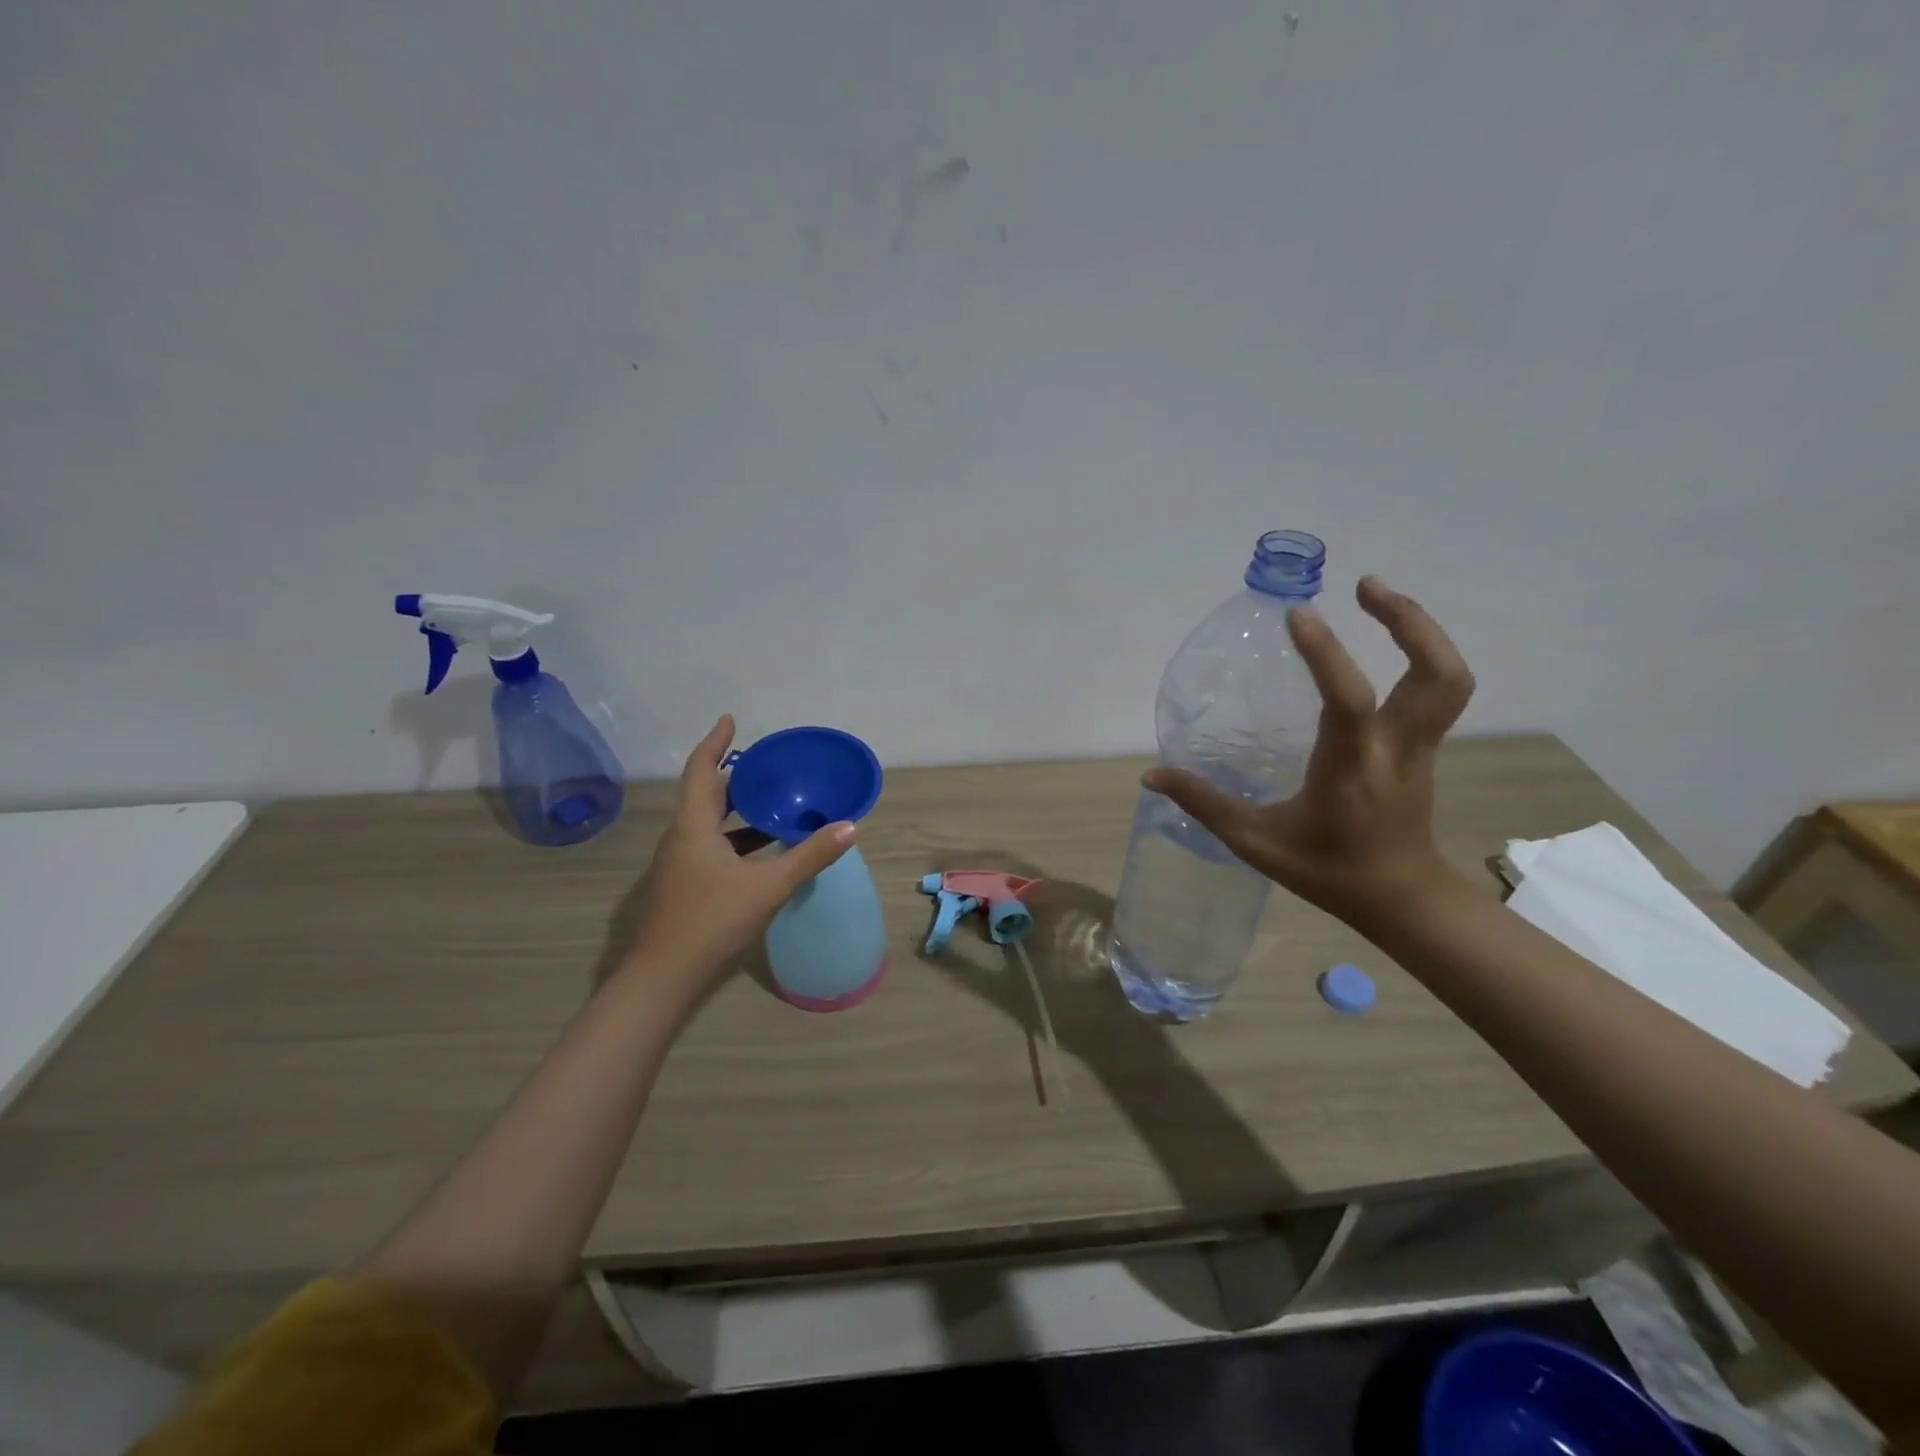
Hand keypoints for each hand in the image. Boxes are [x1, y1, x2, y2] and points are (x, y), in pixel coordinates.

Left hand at [627, 715, 855, 984]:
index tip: (730, 720)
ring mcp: (678, 862)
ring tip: (770, 801)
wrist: (665, 977)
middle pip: (704, 794)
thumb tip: (849, 826)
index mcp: (693, 826)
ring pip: (707, 822)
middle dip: (732, 775)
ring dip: (735, 809)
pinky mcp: (684, 883)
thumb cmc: (713, 921)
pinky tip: (761, 850)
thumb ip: (810, 855)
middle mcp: (681, 837)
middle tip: (765, 764)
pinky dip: (734, 837)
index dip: (716, 743)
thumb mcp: (769, 886)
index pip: (702, 770)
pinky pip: (709, 845)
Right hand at [1144, 576, 1474, 924]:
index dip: (1326, 653)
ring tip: (1379, 600)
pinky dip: (1421, 654)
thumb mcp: (1256, 842)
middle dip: (1408, 621)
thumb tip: (1151, 775)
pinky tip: (1386, 645)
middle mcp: (1396, 748)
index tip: (1298, 615)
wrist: (1401, 899)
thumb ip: (1204, 804)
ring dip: (1422, 631)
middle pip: (1436, 674)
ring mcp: (1420, 747)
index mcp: (1352, 768)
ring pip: (1449, 678)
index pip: (1348, 699)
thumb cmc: (1327, 870)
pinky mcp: (1425, 748)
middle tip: (1364, 586)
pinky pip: (1438, 690)